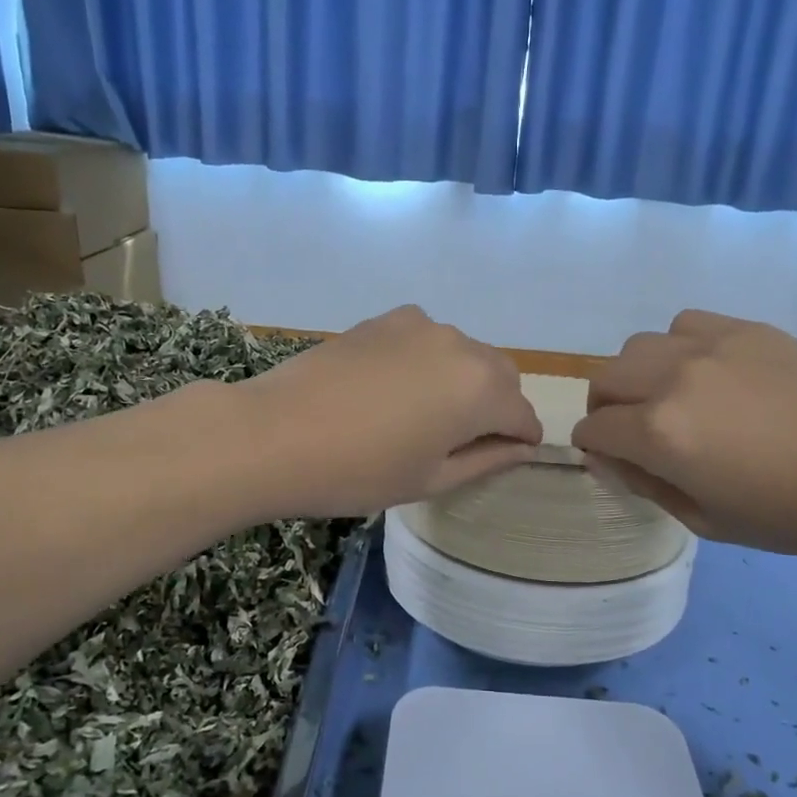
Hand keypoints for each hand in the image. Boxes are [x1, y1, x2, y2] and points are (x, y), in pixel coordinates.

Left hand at [235, 306, 542, 518]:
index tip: (504, 457)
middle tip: (462, 440)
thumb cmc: (358, 471)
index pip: (523, 415)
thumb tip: (522, 447)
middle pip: (501, 375)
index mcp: (481, 390)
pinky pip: (428, 339)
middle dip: (497, 405)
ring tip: (422, 414)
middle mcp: (461, 346)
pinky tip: (394, 387)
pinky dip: (429, 360)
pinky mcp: (386, 318)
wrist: (274, 434)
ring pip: (465, 353)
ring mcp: (421, 325)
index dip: (520, 440)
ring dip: (463, 380)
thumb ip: (488, 459)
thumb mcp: (431, 478)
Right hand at [570, 310, 796, 556]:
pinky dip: (678, 347)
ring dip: (638, 374)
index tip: (611, 460)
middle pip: (605, 378)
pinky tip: (707, 371)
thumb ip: (647, 486)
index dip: (594, 448)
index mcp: (660, 433)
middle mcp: (672, 379)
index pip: (595, 429)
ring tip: (668, 397)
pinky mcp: (746, 329)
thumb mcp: (709, 521)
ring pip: (639, 346)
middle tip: (630, 431)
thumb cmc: (795, 513)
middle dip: (605, 408)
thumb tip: (608, 459)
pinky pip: (685, 325)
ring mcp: (710, 346)